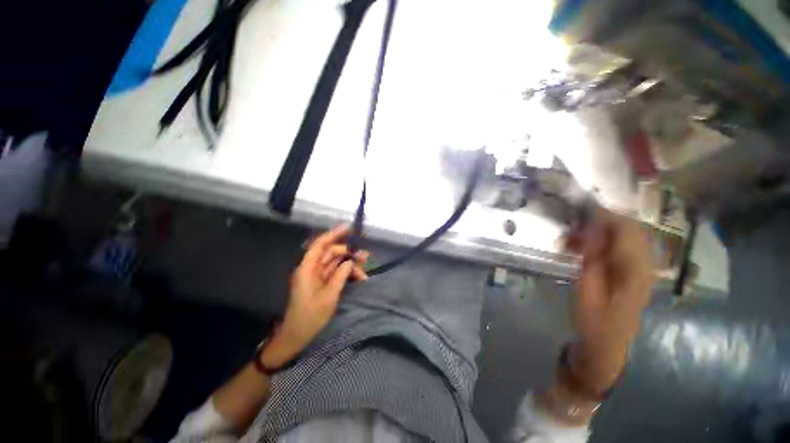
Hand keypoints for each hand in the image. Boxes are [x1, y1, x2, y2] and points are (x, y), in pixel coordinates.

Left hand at [261, 225, 368, 368]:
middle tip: (366, 256)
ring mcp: (317, 275)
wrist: (296, 336)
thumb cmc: (310, 317)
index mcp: (307, 269)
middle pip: (331, 253)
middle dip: (349, 253)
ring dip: (350, 265)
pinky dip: (347, 273)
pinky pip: (336, 272)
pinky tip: (358, 278)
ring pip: (336, 262)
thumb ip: (340, 276)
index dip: (334, 234)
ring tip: (364, 272)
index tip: (349, 228)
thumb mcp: (329, 296)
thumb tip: (351, 261)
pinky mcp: (321, 282)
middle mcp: (311, 268)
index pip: (320, 244)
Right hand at [565, 209, 653, 394]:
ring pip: (627, 234)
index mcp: (634, 267)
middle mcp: (645, 262)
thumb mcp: (587, 286)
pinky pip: (623, 245)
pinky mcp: (636, 270)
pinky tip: (585, 249)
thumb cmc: (594, 317)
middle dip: (599, 221)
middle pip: (629, 226)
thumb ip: (591, 256)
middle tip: (573, 228)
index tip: (577, 213)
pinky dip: (604, 241)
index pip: (625, 227)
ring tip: (574, 239)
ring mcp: (643, 266)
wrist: (608, 342)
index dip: (602, 215)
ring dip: (601, 231)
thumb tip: (589, 230)